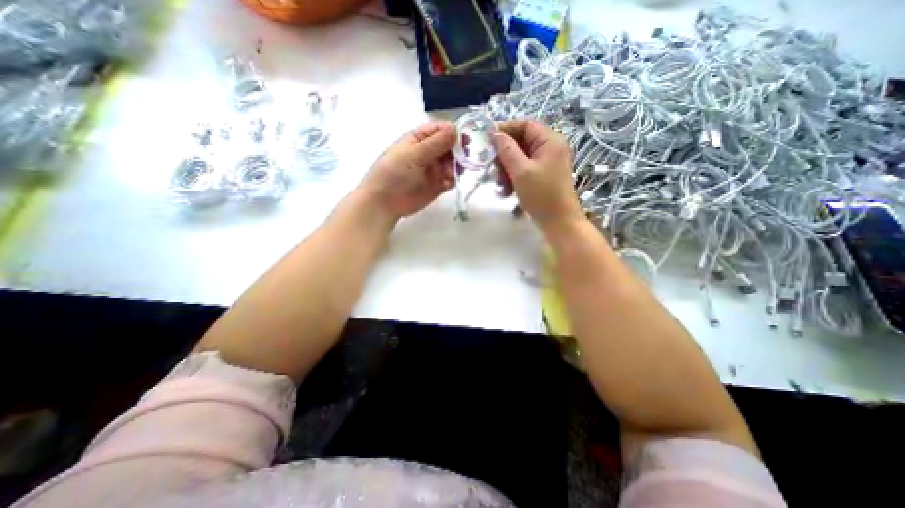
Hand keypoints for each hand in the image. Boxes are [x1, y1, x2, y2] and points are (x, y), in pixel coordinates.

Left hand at [359, 121, 456, 218]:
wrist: (385, 202)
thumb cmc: (394, 173)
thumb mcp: (413, 154)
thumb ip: (435, 143)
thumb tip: (455, 129)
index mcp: (419, 139)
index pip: (441, 129)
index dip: (453, 132)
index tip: (463, 139)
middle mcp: (429, 152)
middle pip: (450, 145)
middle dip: (458, 150)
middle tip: (463, 157)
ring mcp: (434, 169)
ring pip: (453, 162)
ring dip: (457, 165)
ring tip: (451, 172)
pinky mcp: (438, 185)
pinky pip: (451, 179)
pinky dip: (453, 178)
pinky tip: (448, 182)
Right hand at [493, 121, 586, 232]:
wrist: (559, 222)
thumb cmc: (541, 195)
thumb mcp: (521, 171)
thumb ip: (507, 150)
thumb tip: (495, 134)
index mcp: (550, 141)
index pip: (525, 125)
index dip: (506, 129)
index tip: (487, 140)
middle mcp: (550, 148)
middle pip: (522, 142)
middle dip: (504, 155)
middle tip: (493, 169)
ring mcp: (547, 163)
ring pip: (521, 157)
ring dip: (507, 169)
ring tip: (500, 185)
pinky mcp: (543, 176)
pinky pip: (525, 169)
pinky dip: (514, 177)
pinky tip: (507, 191)